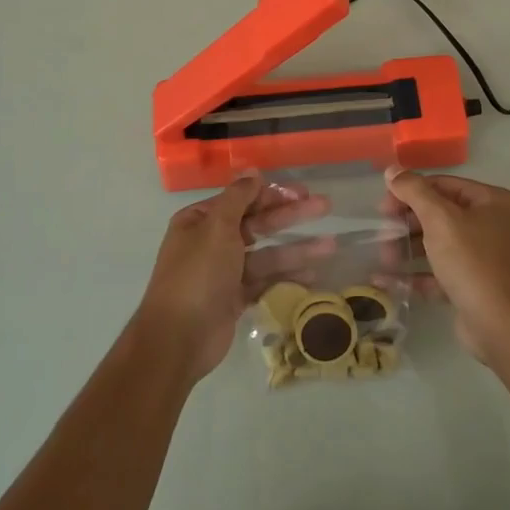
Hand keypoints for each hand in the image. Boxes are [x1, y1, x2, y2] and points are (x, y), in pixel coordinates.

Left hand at [136, 173, 328, 381]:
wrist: (179, 339)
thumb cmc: (198, 275)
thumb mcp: (217, 228)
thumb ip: (238, 197)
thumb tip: (252, 171)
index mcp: (200, 221)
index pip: (241, 199)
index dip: (272, 194)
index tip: (301, 191)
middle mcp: (211, 242)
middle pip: (258, 224)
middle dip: (291, 216)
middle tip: (325, 206)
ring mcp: (224, 272)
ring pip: (266, 255)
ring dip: (296, 249)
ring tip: (330, 246)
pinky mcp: (235, 298)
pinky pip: (264, 281)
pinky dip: (286, 277)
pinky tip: (313, 274)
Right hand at [383, 167, 509, 362]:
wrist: (504, 325)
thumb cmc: (473, 262)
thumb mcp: (441, 219)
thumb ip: (414, 191)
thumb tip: (393, 169)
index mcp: (490, 201)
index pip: (442, 185)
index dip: (409, 192)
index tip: (382, 207)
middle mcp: (490, 224)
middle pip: (439, 214)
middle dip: (407, 223)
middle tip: (382, 234)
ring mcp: (482, 257)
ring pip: (437, 244)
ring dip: (407, 249)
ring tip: (384, 258)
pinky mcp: (472, 286)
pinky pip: (438, 273)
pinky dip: (415, 275)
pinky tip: (386, 280)